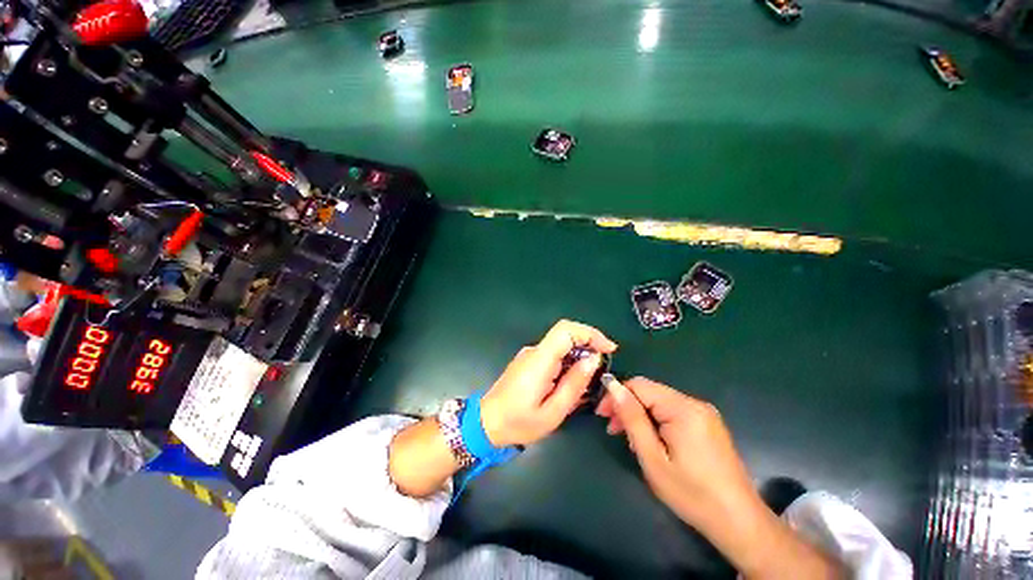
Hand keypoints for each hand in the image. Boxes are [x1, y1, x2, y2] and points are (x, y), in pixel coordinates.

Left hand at [480, 320, 617, 447]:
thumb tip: (593, 359)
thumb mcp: (553, 412)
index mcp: (539, 361)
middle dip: (589, 346)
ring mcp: (530, 354)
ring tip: (587, 382)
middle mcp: (534, 351)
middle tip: (602, 368)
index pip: (565, 330)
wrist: (486, 423)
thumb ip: (574, 384)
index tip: (609, 349)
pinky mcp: (528, 361)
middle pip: (565, 335)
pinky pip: (553, 354)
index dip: (590, 333)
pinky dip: (568, 362)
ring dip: (579, 356)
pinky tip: (571, 383)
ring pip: (561, 345)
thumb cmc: (519, 423)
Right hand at [595, 377, 753, 528]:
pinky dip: (655, 420)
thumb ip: (632, 418)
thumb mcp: (653, 458)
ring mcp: (704, 412)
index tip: (603, 416)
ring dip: (640, 414)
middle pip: (649, 392)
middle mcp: (694, 403)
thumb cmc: (692, 494)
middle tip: (613, 430)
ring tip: (629, 438)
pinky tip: (651, 439)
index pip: (639, 385)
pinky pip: (672, 411)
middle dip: (627, 406)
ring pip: (659, 401)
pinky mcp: (707, 423)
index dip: (616, 395)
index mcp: (682, 409)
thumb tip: (612, 386)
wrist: (739, 521)